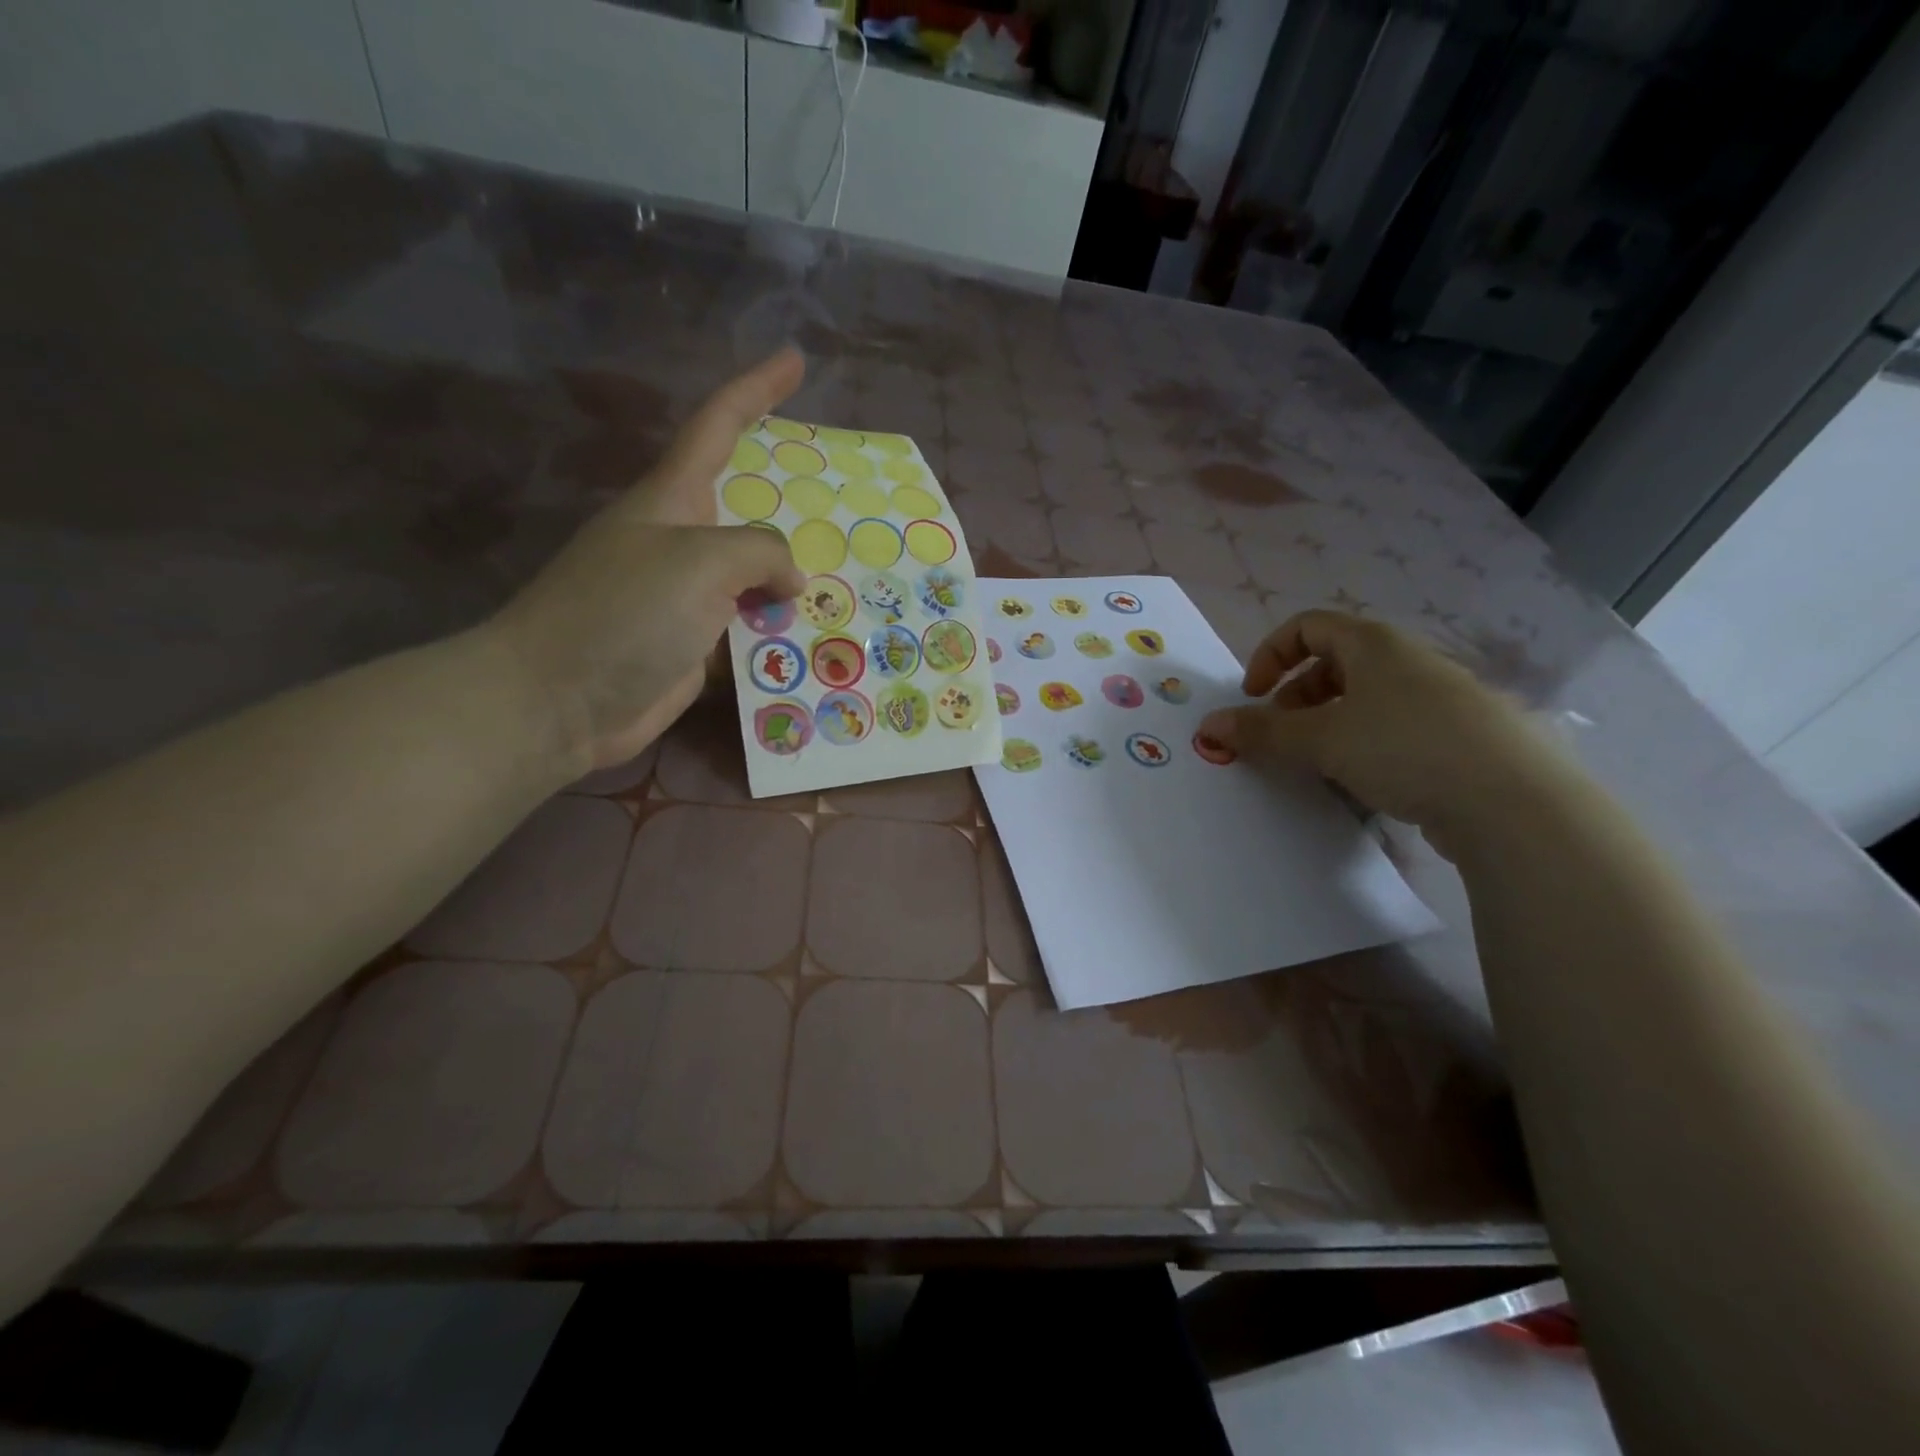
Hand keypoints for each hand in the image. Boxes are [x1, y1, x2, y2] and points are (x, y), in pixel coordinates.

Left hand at [485, 350, 806, 770]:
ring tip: (852, 581)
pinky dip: (782, 634)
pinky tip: (820, 641)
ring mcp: (687, 598)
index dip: (756, 389)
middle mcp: (681, 542)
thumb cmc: (623, 613)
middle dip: (793, 501)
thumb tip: (789, 579)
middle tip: (846, 502)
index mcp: (672, 501)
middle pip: (747, 508)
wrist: (558, 701)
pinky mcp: (695, 648)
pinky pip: (751, 631)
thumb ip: (759, 552)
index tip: (795, 359)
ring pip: (756, 577)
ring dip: (797, 582)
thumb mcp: (698, 562)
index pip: (718, 426)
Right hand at [1199, 611, 1551, 848]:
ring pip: (1366, 697)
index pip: (1307, 626)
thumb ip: (1261, 731)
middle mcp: (1408, 660)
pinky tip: (1365, 779)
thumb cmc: (1404, 748)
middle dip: (1296, 695)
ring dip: (1328, 722)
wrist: (1512, 802)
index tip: (1253, 696)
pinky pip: (1395, 725)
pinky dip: (1365, 742)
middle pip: (1335, 662)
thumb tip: (1209, 725)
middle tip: (1282, 734)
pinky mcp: (1461, 734)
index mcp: (1374, 644)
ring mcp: (1441, 696)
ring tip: (1318, 761)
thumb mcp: (1320, 739)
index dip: (1270, 655)